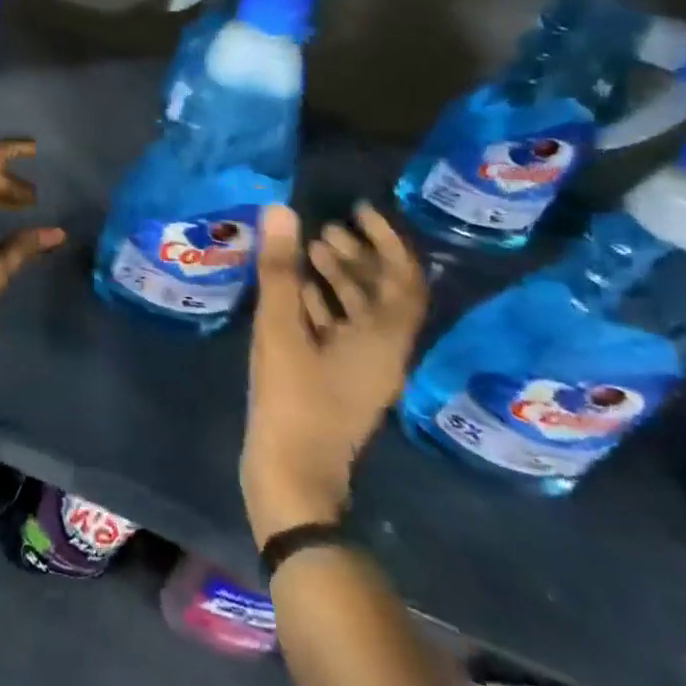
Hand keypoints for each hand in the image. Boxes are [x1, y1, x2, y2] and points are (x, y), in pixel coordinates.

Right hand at [241, 202, 426, 542]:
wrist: (292, 474)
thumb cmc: (293, 399)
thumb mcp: (281, 329)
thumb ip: (281, 270)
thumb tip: (281, 210)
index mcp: (384, 340)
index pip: (404, 280)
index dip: (387, 241)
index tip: (359, 211)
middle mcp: (384, 353)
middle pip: (384, 295)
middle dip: (359, 256)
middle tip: (325, 228)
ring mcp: (361, 370)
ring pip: (362, 313)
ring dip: (340, 278)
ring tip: (307, 250)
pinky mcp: (339, 381)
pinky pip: (342, 331)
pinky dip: (324, 304)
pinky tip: (294, 291)